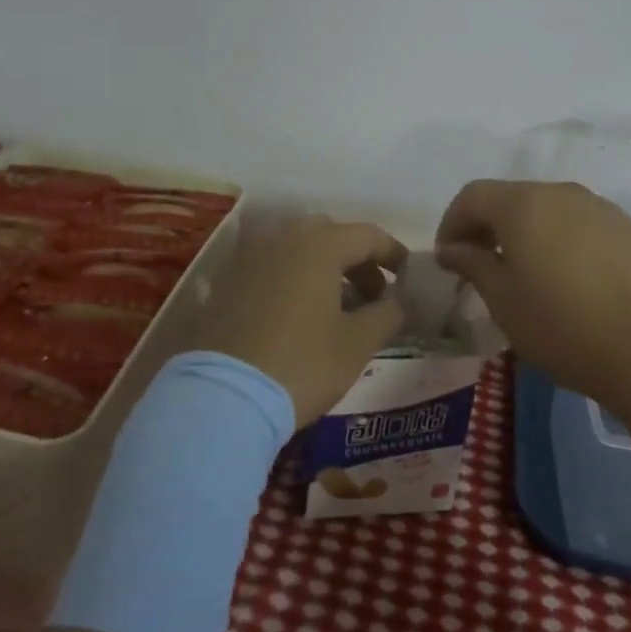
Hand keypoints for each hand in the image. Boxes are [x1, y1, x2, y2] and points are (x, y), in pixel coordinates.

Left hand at [202, 215, 407, 426]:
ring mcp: (250, 258)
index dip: (392, 252)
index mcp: (319, 245)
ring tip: (336, 307)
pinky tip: (297, 314)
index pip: (367, 234)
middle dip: (356, 259)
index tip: (406, 275)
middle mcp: (282, 239)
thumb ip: (387, 315)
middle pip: (329, 234)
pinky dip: (292, 279)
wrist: (224, 396)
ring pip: (296, 249)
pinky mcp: (227, 282)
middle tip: (371, 294)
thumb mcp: (356, 344)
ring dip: (323, 268)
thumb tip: (401, 302)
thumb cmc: (302, 364)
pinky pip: (270, 267)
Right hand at [435, 180, 630, 420]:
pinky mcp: (627, 228)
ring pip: (547, 209)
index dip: (452, 223)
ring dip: (525, 232)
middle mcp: (560, 192)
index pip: (472, 196)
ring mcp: (599, 207)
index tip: (448, 259)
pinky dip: (560, 239)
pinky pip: (579, 223)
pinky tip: (567, 278)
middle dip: (487, 226)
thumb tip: (451, 248)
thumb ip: (472, 264)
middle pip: (510, 198)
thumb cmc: (563, 325)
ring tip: (524, 273)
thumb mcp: (503, 300)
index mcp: (523, 204)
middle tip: (479, 267)